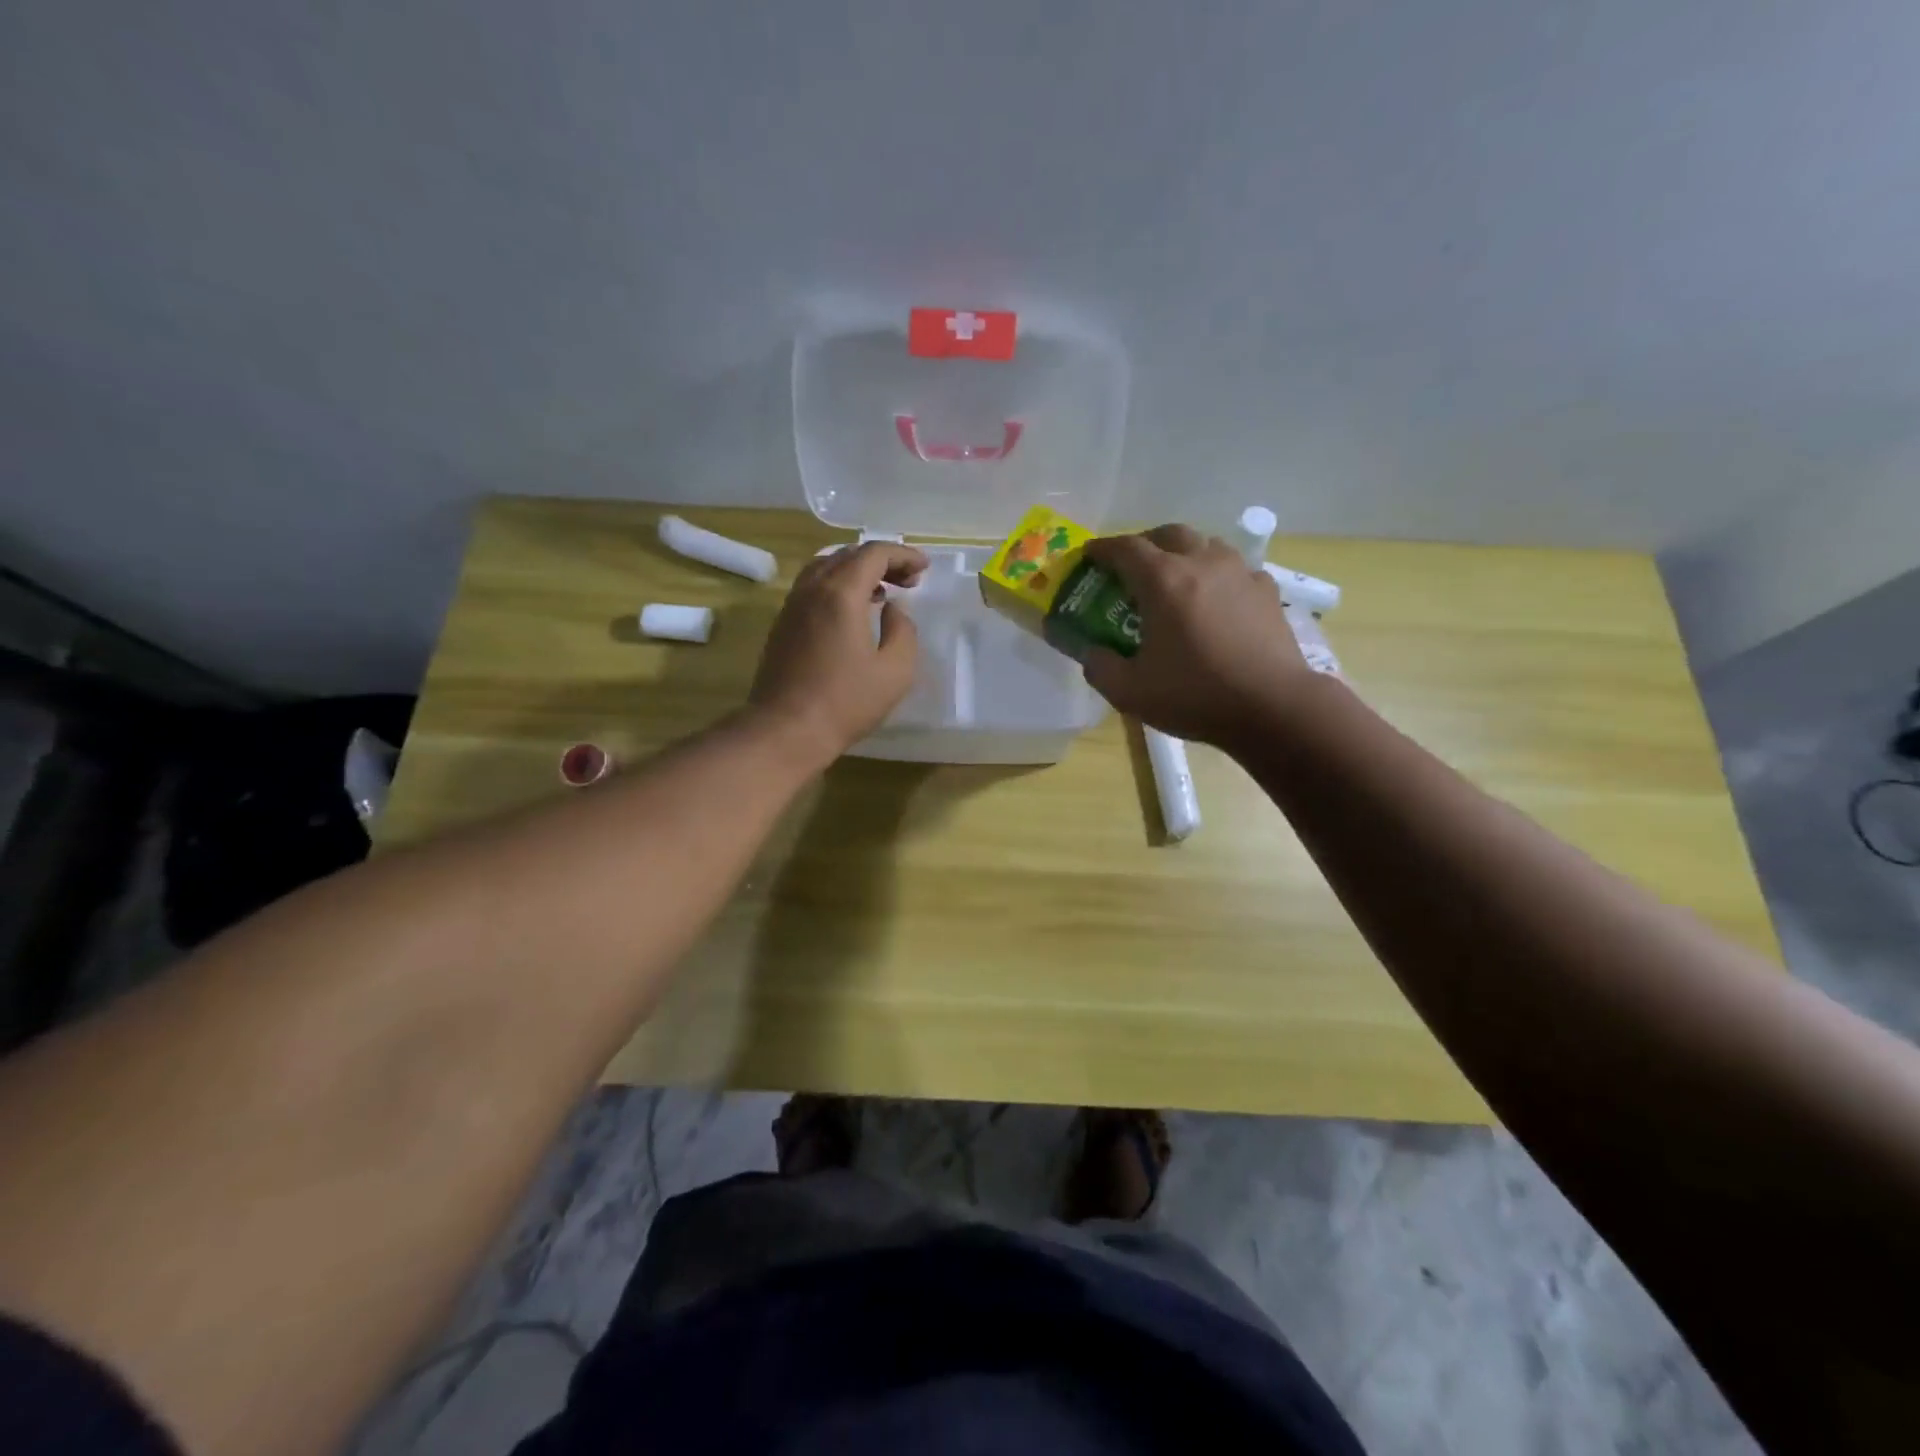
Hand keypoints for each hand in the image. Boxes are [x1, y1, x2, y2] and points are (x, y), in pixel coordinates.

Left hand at [749, 541, 927, 763]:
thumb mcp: (895, 671)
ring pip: (826, 567)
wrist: (786, 730)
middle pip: (848, 555)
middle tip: (909, 581)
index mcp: (841, 593)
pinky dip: (837, 585)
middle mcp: (812, 589)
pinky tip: (852, 612)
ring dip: (857, 571)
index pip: (874, 553)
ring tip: (881, 592)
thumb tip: (892, 611)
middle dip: (882, 561)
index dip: (903, 555)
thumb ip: (903, 631)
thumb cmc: (846, 702)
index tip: (924, 569)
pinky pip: (812, 587)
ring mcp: (792, 606)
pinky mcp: (782, 625)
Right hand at [1080, 525, 1311, 747]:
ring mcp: (1240, 574)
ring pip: (1207, 545)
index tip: (1089, 555)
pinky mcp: (1267, 592)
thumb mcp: (1129, 692)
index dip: (1102, 549)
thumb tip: (1092, 652)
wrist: (1273, 706)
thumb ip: (1100, 667)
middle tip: (1132, 566)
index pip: (1125, 548)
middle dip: (1145, 543)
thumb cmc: (1195, 694)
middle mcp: (1202, 564)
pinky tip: (1216, 601)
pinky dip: (1218, 577)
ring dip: (1185, 554)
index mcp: (1163, 581)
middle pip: (1169, 534)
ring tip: (1176, 580)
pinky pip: (1236, 570)